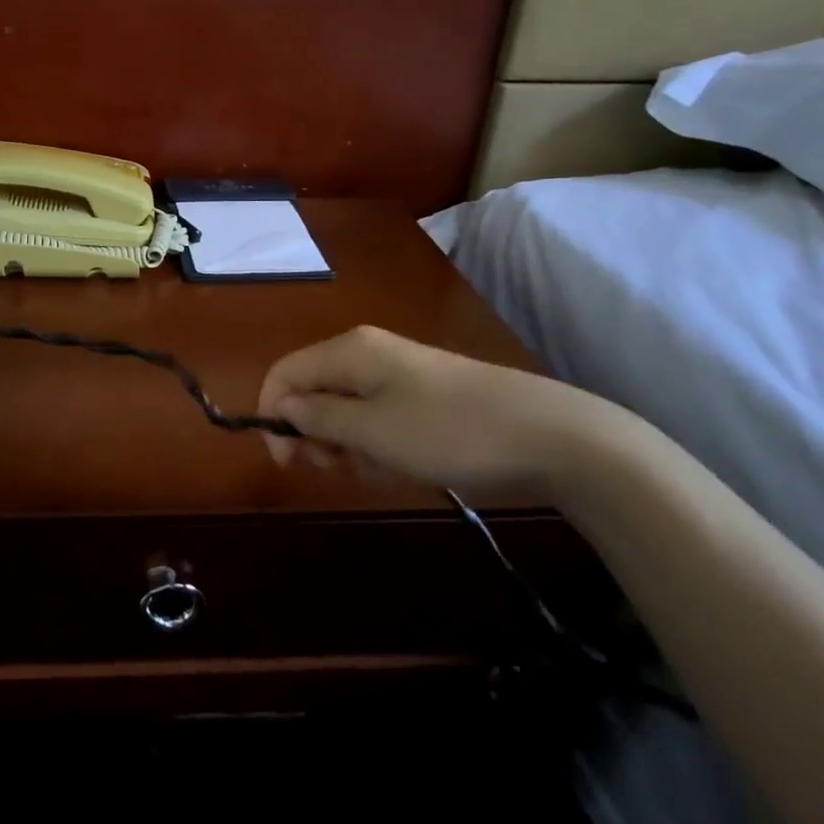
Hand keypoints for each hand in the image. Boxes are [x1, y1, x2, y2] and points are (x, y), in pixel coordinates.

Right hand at [256, 325, 601, 498]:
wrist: (550, 436)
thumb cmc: (448, 431)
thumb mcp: (372, 431)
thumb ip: (317, 418)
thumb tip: (280, 406)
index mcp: (349, 351)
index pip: (284, 373)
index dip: (273, 414)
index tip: (287, 462)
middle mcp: (367, 353)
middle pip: (313, 391)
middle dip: (313, 434)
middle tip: (334, 468)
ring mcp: (399, 374)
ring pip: (345, 410)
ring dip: (348, 445)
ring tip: (378, 471)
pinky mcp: (424, 396)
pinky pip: (378, 419)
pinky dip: (378, 446)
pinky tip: (401, 468)